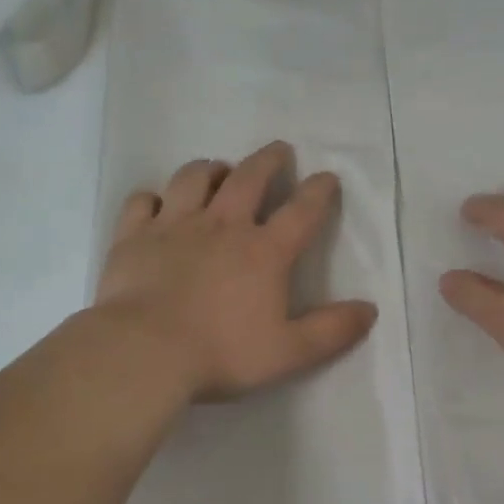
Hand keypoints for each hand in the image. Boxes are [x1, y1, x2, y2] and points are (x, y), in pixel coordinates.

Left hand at [96, 142, 377, 401]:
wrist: (144, 352)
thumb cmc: (221, 354)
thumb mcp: (289, 352)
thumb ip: (332, 331)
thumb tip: (370, 310)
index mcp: (264, 251)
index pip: (301, 211)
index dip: (319, 191)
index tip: (327, 177)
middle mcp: (222, 226)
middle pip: (249, 178)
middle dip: (268, 160)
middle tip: (279, 150)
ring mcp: (174, 226)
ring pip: (194, 178)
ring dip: (211, 169)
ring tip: (218, 170)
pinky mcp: (133, 236)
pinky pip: (143, 202)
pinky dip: (153, 198)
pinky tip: (157, 204)